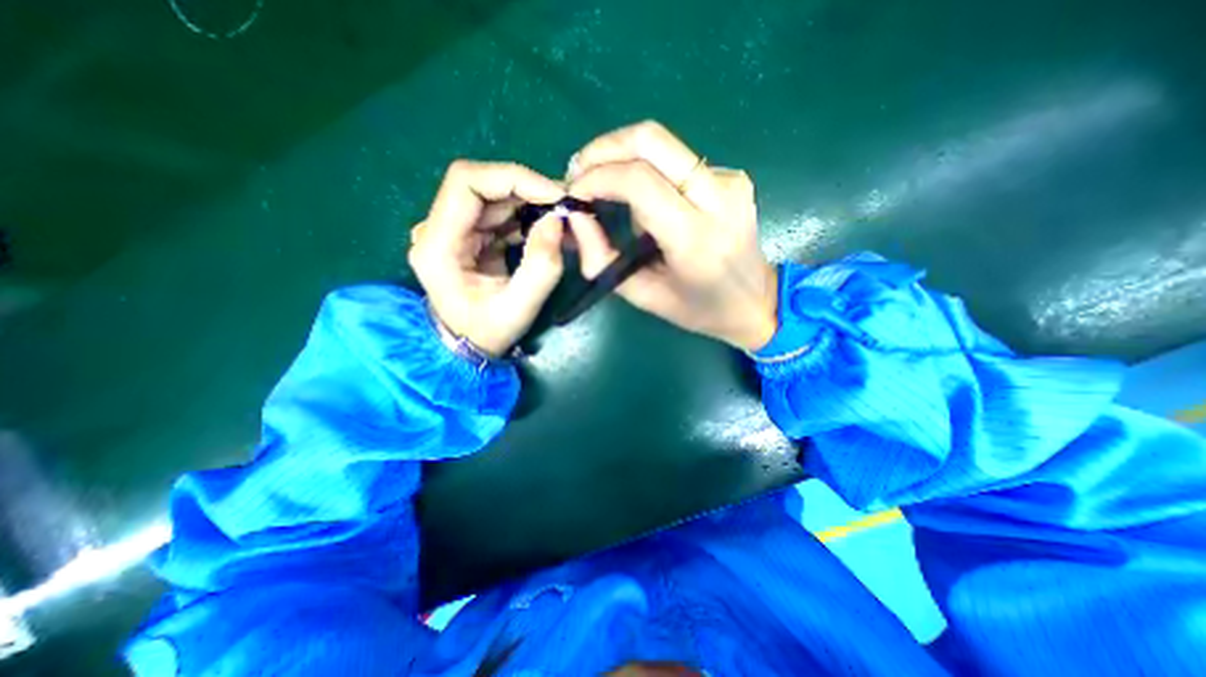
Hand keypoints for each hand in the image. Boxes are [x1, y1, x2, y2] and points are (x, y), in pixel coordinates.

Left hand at [406, 159, 568, 357]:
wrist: (468, 346)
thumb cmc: (488, 332)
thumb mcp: (519, 308)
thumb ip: (541, 267)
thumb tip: (556, 220)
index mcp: (437, 244)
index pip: (467, 183)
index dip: (513, 178)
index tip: (554, 195)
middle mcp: (437, 228)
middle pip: (482, 184)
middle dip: (527, 189)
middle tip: (565, 205)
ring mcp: (453, 230)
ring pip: (494, 196)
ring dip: (530, 202)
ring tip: (562, 218)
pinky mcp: (469, 235)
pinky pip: (499, 213)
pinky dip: (527, 216)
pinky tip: (548, 229)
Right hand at [563, 120, 776, 349]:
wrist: (756, 301)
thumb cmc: (697, 309)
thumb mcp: (642, 295)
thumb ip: (602, 258)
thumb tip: (575, 217)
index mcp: (694, 239)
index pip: (638, 181)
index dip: (596, 176)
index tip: (573, 192)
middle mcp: (717, 198)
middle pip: (651, 139)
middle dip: (604, 148)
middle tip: (580, 172)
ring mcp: (730, 180)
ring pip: (663, 144)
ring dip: (624, 159)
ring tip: (608, 191)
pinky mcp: (733, 176)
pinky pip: (678, 160)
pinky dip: (650, 172)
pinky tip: (648, 202)